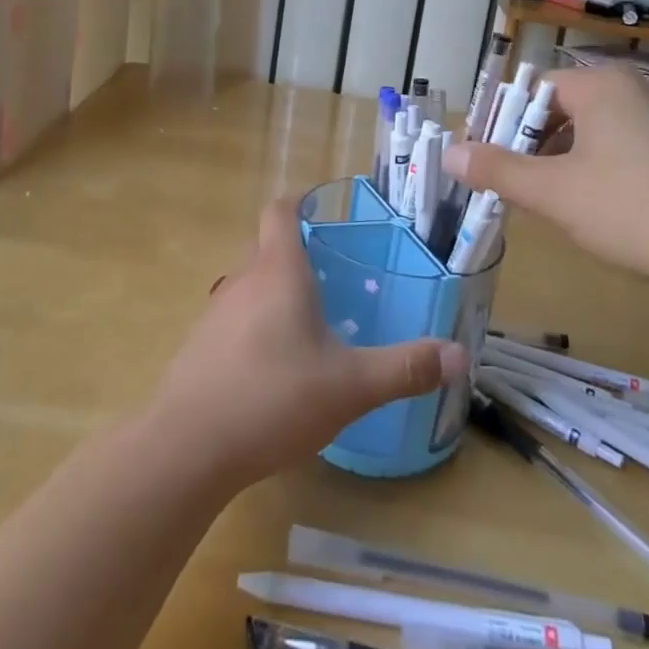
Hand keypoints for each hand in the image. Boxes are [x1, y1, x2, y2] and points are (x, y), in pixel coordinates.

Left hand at [149, 201, 463, 489]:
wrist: (188, 447)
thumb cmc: (274, 399)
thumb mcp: (350, 386)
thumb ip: (405, 368)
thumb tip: (460, 355)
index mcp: (278, 271)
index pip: (280, 210)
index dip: (300, 201)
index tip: (325, 211)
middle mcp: (242, 280)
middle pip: (265, 246)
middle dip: (296, 252)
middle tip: (333, 276)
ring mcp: (215, 313)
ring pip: (249, 284)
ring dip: (275, 291)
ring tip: (310, 322)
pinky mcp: (200, 346)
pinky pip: (234, 318)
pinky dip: (256, 324)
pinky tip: (275, 366)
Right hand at [443, 65, 648, 301]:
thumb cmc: (638, 210)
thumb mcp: (556, 193)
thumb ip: (498, 171)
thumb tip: (449, 153)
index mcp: (598, 85)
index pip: (528, 91)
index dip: (496, 124)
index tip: (477, 162)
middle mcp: (628, 91)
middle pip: (554, 110)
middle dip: (523, 147)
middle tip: (502, 186)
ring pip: (583, 134)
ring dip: (553, 163)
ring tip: (538, 202)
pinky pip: (612, 150)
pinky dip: (587, 172)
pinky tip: (585, 209)